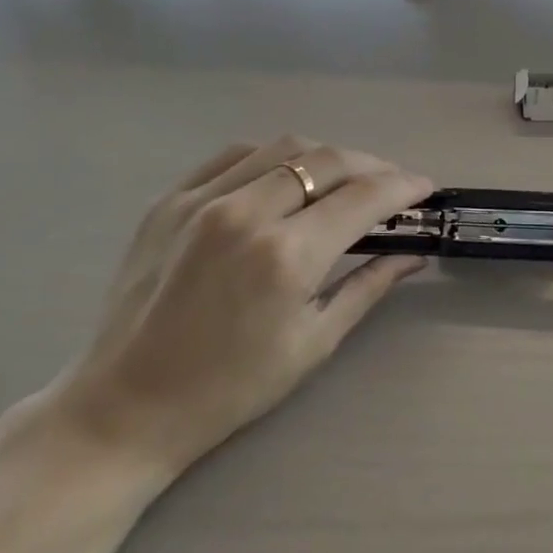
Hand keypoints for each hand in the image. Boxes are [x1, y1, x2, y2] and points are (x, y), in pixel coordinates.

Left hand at [48, 137, 432, 482]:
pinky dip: (273, 157)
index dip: (404, 187)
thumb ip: (368, 286)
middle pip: (328, 160)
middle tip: (392, 185)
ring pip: (283, 147)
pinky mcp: (170, 199)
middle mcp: (246, 212)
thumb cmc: (230, 388)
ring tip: (344, 179)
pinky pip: (234, 155)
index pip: (363, 197)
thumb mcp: (313, 342)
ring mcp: (201, 199)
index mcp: (286, 256)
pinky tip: (286, 177)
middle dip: (372, 166)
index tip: (426, 188)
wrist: (126, 405)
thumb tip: (414, 254)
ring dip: (326, 156)